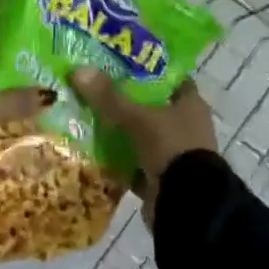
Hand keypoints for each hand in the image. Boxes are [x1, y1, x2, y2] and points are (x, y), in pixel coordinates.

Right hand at [68, 71, 216, 219]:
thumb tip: (78, 70)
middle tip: (92, 88)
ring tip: (85, 117)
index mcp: (190, 104)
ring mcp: (174, 153)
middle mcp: (185, 125)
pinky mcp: (162, 177)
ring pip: (141, 134)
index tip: (116, 62)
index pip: (167, 77)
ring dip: (119, 131)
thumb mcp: (138, 118)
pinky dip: (118, 159)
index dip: (145, 69)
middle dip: (124, 100)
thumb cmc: (171, 148)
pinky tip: (93, 152)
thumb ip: (110, 97)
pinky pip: (135, 162)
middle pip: (150, 105)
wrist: (187, 206)